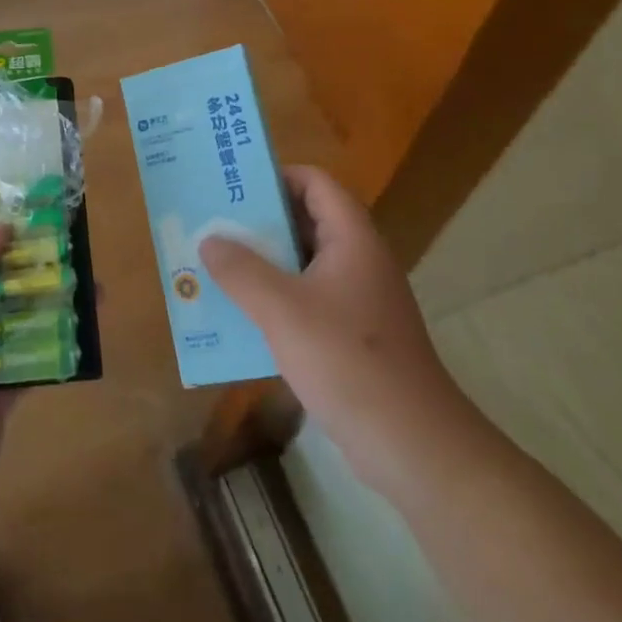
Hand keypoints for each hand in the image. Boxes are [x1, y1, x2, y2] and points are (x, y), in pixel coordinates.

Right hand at [199, 166, 466, 486]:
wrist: (411, 445)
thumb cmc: (347, 361)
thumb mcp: (283, 310)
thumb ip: (242, 271)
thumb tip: (210, 239)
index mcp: (352, 239)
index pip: (315, 183)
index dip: (276, 176)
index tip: (233, 185)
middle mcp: (359, 260)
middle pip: (307, 221)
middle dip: (259, 221)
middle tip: (213, 223)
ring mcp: (359, 300)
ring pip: (304, 264)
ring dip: (264, 262)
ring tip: (217, 264)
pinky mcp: (354, 335)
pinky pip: (308, 299)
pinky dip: (277, 298)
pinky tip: (242, 314)